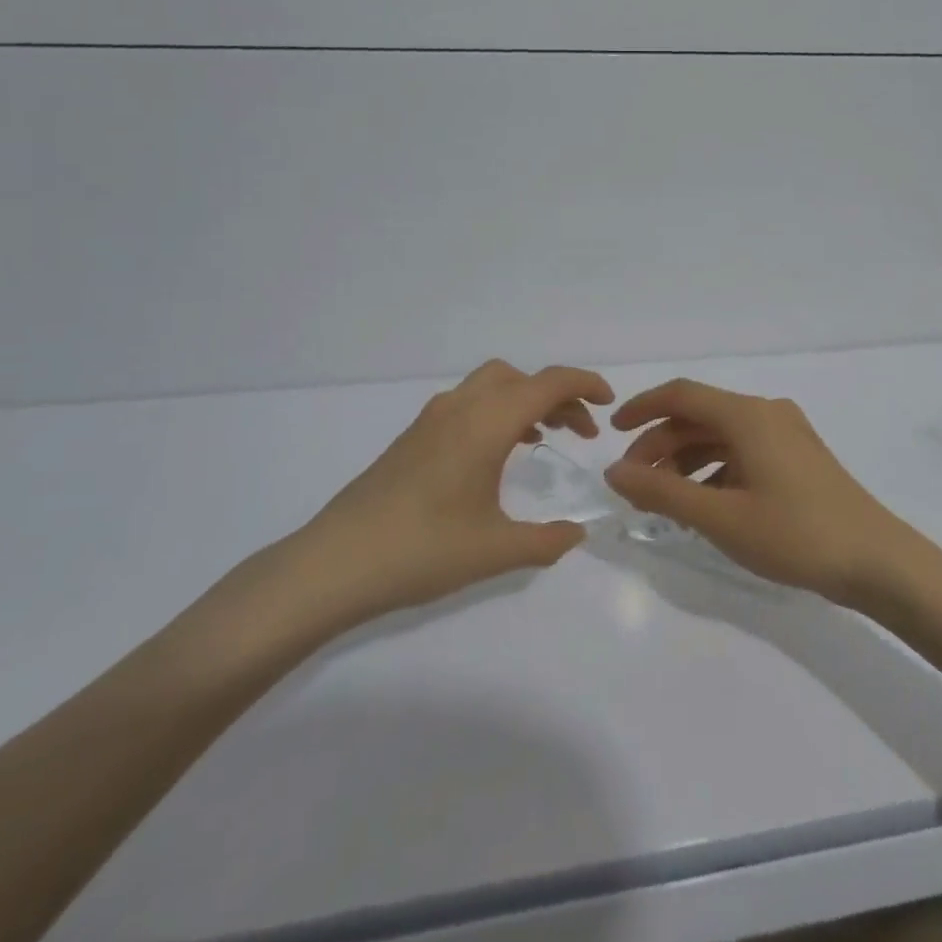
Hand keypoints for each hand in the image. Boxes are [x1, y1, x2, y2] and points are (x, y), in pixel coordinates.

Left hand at [269, 361, 613, 634]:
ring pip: (490, 386)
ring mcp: (431, 420)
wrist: (334, 563)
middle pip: (520, 377)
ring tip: (542, 438)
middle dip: (556, 395)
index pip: (548, 382)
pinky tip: (495, 455)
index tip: (608, 405)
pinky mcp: (412, 437)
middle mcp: (461, 408)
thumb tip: (577, 534)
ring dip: (523, 400)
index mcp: (487, 422)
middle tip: (578, 430)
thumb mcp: (495, 550)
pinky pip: (467, 404)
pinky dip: (495, 412)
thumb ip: (546, 541)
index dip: (585, 385)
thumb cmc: (422, 550)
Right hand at [603, 379, 915, 603]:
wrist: (877, 561)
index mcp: (748, 415)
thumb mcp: (720, 517)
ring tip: (662, 499)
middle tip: (633, 482)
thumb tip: (614, 471)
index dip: (642, 408)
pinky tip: (703, 505)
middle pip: (700, 416)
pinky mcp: (798, 457)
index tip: (611, 433)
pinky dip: (714, 471)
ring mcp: (786, 434)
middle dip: (661, 444)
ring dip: (686, 460)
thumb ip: (662, 491)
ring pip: (721, 436)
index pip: (682, 394)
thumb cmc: (795, 534)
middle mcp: (766, 413)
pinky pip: (743, 452)